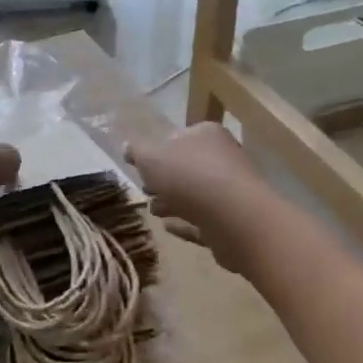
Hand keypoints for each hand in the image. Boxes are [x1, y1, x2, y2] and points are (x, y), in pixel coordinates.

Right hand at [125, 123, 266, 273]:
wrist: (234, 217)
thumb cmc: (189, 176)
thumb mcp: (150, 158)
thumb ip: (137, 152)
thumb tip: (128, 148)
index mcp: (206, 135)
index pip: (178, 137)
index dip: (158, 151)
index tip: (141, 168)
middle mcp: (223, 158)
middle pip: (187, 168)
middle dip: (165, 180)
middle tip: (146, 190)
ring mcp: (231, 191)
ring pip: (196, 195)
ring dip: (174, 202)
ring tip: (153, 211)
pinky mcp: (233, 222)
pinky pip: (204, 220)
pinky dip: (186, 223)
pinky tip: (168, 228)